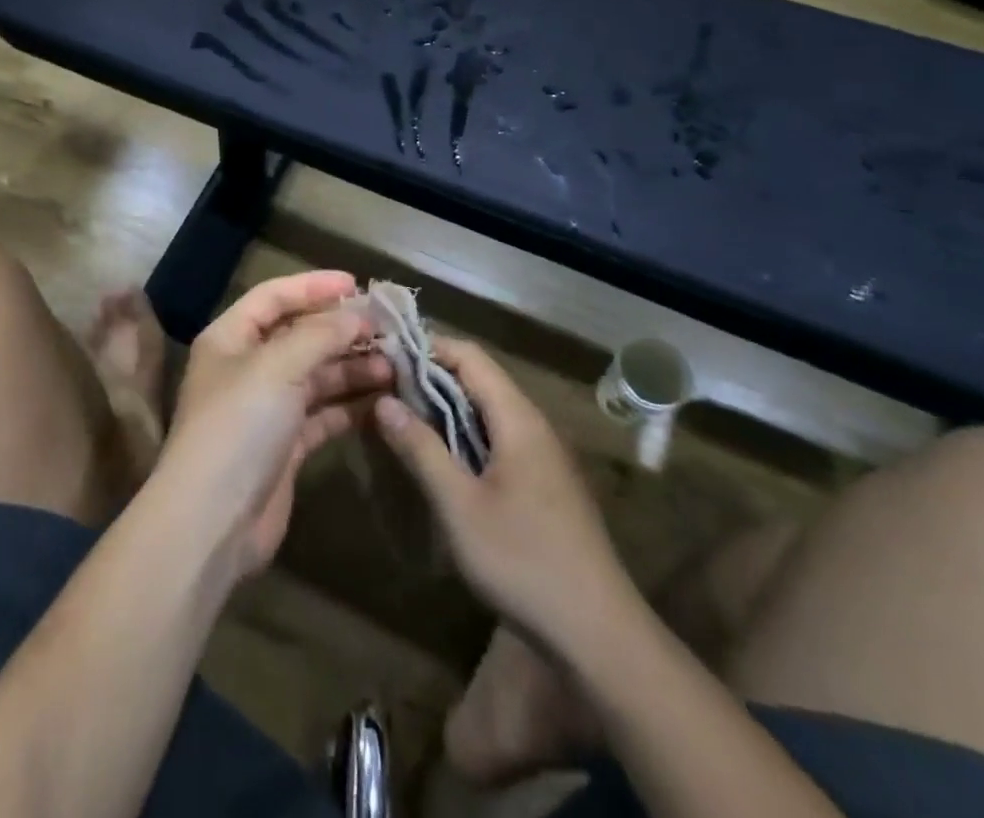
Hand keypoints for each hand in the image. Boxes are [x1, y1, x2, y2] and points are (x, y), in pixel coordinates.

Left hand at [156, 271, 392, 581]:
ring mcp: (267, 408)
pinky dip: (349, 405)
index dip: (314, 286)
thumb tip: (357, 314)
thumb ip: (319, 335)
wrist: (213, 520)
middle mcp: (247, 367)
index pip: (274, 296)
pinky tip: (382, 400)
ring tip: (394, 365)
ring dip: (351, 367)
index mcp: (231, 337)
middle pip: (299, 335)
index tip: (357, 284)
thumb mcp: (277, 367)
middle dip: (341, 330)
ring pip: (316, 375)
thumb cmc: (239, 426)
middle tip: (388, 329)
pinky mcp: (286, 445)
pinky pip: (323, 413)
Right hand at [373, 337, 629, 643]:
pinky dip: (464, 434)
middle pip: (479, 379)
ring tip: (403, 419)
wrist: (600, 636)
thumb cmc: (524, 561)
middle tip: (383, 390)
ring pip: (487, 410)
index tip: (385, 357)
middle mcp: (534, 425)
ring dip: (445, 408)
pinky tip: (441, 459)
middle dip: (430, 378)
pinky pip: (498, 438)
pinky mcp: (544, 483)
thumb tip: (383, 400)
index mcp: (518, 419)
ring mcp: (543, 455)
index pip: (469, 356)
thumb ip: (421, 448)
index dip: (427, 348)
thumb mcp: (459, 505)